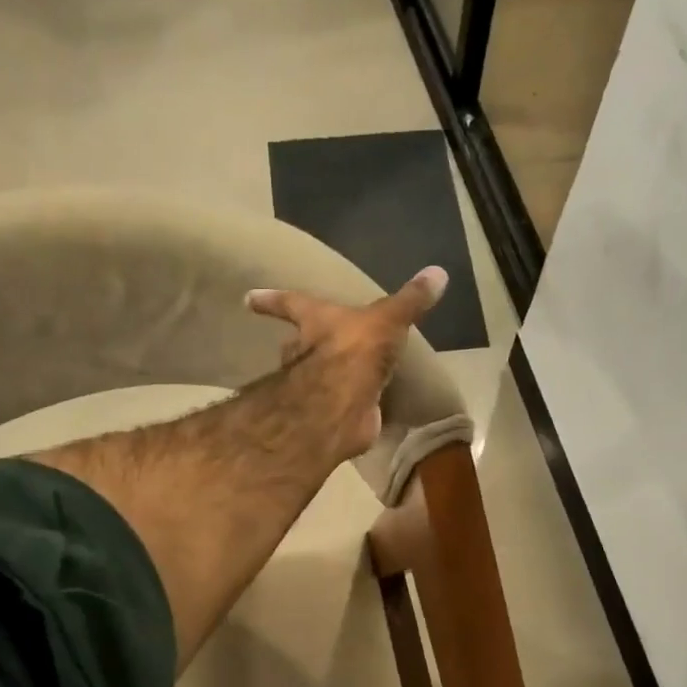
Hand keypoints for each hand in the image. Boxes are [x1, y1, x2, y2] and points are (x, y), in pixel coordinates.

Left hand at [245, 266, 447, 461]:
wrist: (343, 402)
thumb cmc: (355, 350)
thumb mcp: (387, 318)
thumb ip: (410, 299)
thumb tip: (438, 271)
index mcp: (315, 321)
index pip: (290, 304)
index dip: (271, 299)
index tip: (247, 298)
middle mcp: (306, 353)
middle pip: (296, 344)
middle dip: (299, 345)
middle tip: (303, 344)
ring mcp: (314, 387)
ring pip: (311, 376)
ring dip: (320, 377)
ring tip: (334, 377)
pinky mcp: (328, 415)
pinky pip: (336, 406)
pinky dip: (344, 406)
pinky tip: (354, 408)